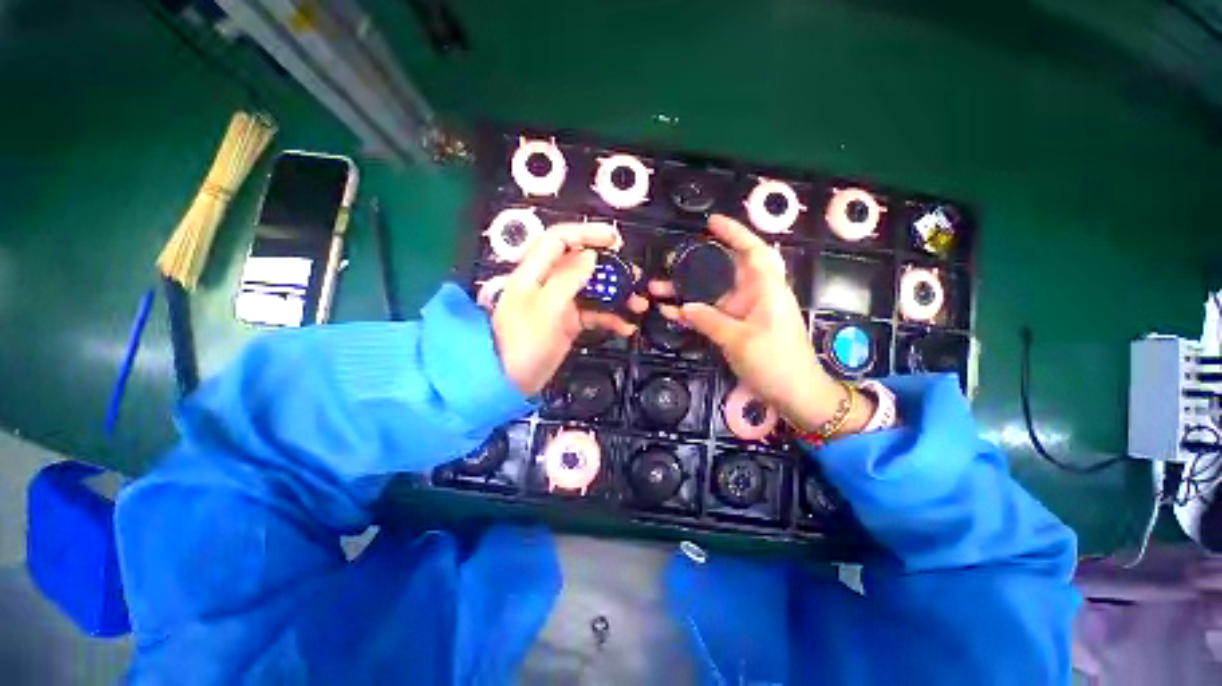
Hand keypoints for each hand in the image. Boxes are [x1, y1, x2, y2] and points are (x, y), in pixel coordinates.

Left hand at [493, 223, 647, 395]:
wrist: (509, 382)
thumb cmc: (523, 344)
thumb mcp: (546, 309)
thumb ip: (567, 279)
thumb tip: (591, 255)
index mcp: (534, 272)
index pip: (559, 238)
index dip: (586, 232)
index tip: (615, 239)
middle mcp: (548, 283)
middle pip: (581, 263)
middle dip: (609, 267)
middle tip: (633, 276)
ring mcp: (560, 304)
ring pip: (592, 289)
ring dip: (615, 295)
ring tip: (638, 304)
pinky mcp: (568, 322)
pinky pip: (593, 313)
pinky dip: (609, 318)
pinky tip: (625, 327)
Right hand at [651, 215, 871, 433]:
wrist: (794, 395)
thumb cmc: (776, 362)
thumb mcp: (740, 340)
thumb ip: (709, 320)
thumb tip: (682, 307)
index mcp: (767, 289)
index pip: (753, 250)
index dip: (734, 233)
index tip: (711, 222)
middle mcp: (755, 295)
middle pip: (726, 270)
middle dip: (700, 263)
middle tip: (674, 260)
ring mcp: (744, 313)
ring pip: (713, 294)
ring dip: (688, 291)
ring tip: (659, 287)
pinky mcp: (736, 329)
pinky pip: (711, 315)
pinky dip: (692, 313)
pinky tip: (670, 312)